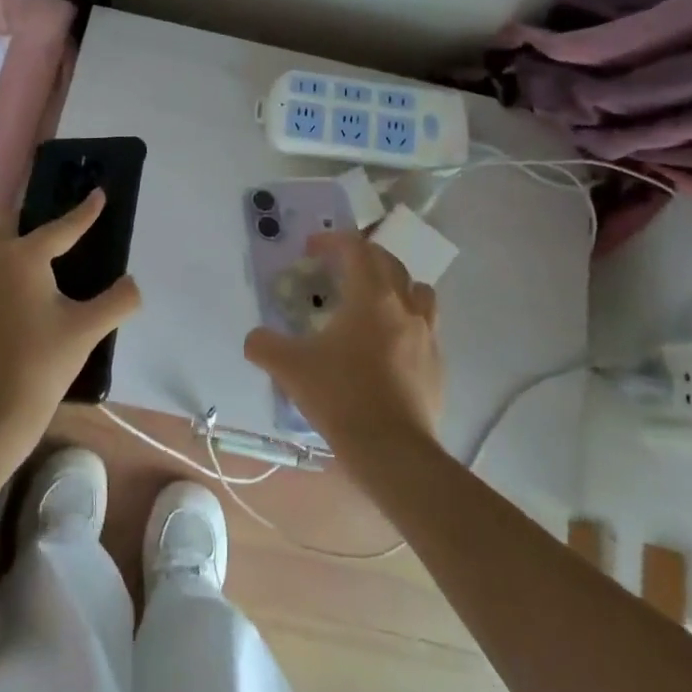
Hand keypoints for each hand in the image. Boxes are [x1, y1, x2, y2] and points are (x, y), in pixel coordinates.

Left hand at [0, 189, 141, 470]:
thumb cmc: (41, 365)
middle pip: (8, 224)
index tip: (98, 194)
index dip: (84, 212)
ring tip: (19, 261)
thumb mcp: (87, 330)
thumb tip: (133, 283)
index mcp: (22, 257)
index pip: (61, 227)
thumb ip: (118, 300)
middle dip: (29, 220)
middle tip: (49, 231)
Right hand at [243, 231, 443, 467]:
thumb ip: (264, 346)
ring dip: (396, 285)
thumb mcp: (290, 368)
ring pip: (418, 291)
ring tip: (374, 301)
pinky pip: (426, 328)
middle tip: (339, 267)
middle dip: (363, 256)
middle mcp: (404, 306)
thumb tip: (254, 339)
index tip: (312, 248)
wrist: (392, 450)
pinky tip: (388, 346)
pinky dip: (408, 323)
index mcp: (370, 296)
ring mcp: (427, 335)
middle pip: (389, 263)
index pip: (357, 249)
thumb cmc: (341, 396)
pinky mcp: (437, 365)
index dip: (333, 241)